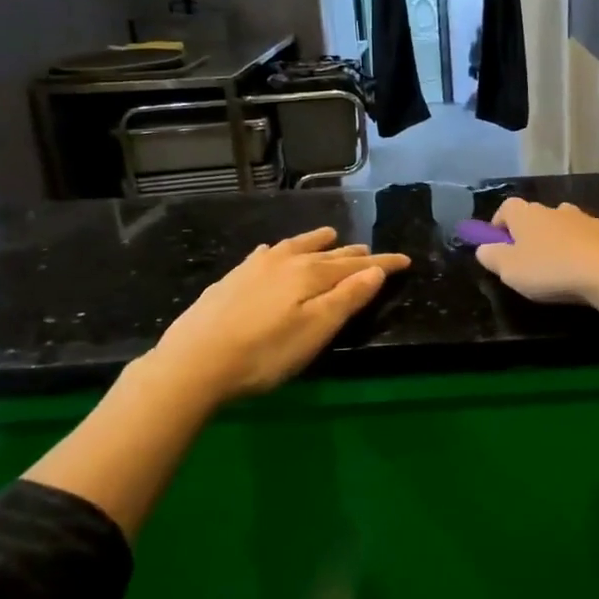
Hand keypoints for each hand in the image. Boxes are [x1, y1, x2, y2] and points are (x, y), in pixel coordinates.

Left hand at [148, 227, 409, 404]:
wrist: (193, 362)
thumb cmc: (264, 353)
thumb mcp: (315, 330)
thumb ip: (347, 298)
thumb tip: (375, 270)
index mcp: (310, 275)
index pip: (355, 266)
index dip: (381, 264)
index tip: (405, 260)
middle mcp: (285, 262)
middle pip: (327, 255)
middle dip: (352, 254)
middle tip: (370, 252)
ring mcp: (254, 268)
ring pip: (295, 247)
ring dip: (316, 242)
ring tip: (329, 236)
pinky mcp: (231, 279)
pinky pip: (266, 255)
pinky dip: (281, 250)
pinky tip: (273, 252)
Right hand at [473, 199, 598, 307]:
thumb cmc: (550, 270)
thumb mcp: (509, 270)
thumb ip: (491, 257)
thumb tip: (483, 248)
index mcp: (526, 215)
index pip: (506, 207)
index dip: (499, 223)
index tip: (497, 243)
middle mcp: (555, 209)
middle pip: (536, 215)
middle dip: (530, 232)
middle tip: (528, 258)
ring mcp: (585, 218)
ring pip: (566, 222)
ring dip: (560, 236)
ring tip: (560, 262)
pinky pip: (594, 232)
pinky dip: (589, 242)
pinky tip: (590, 260)